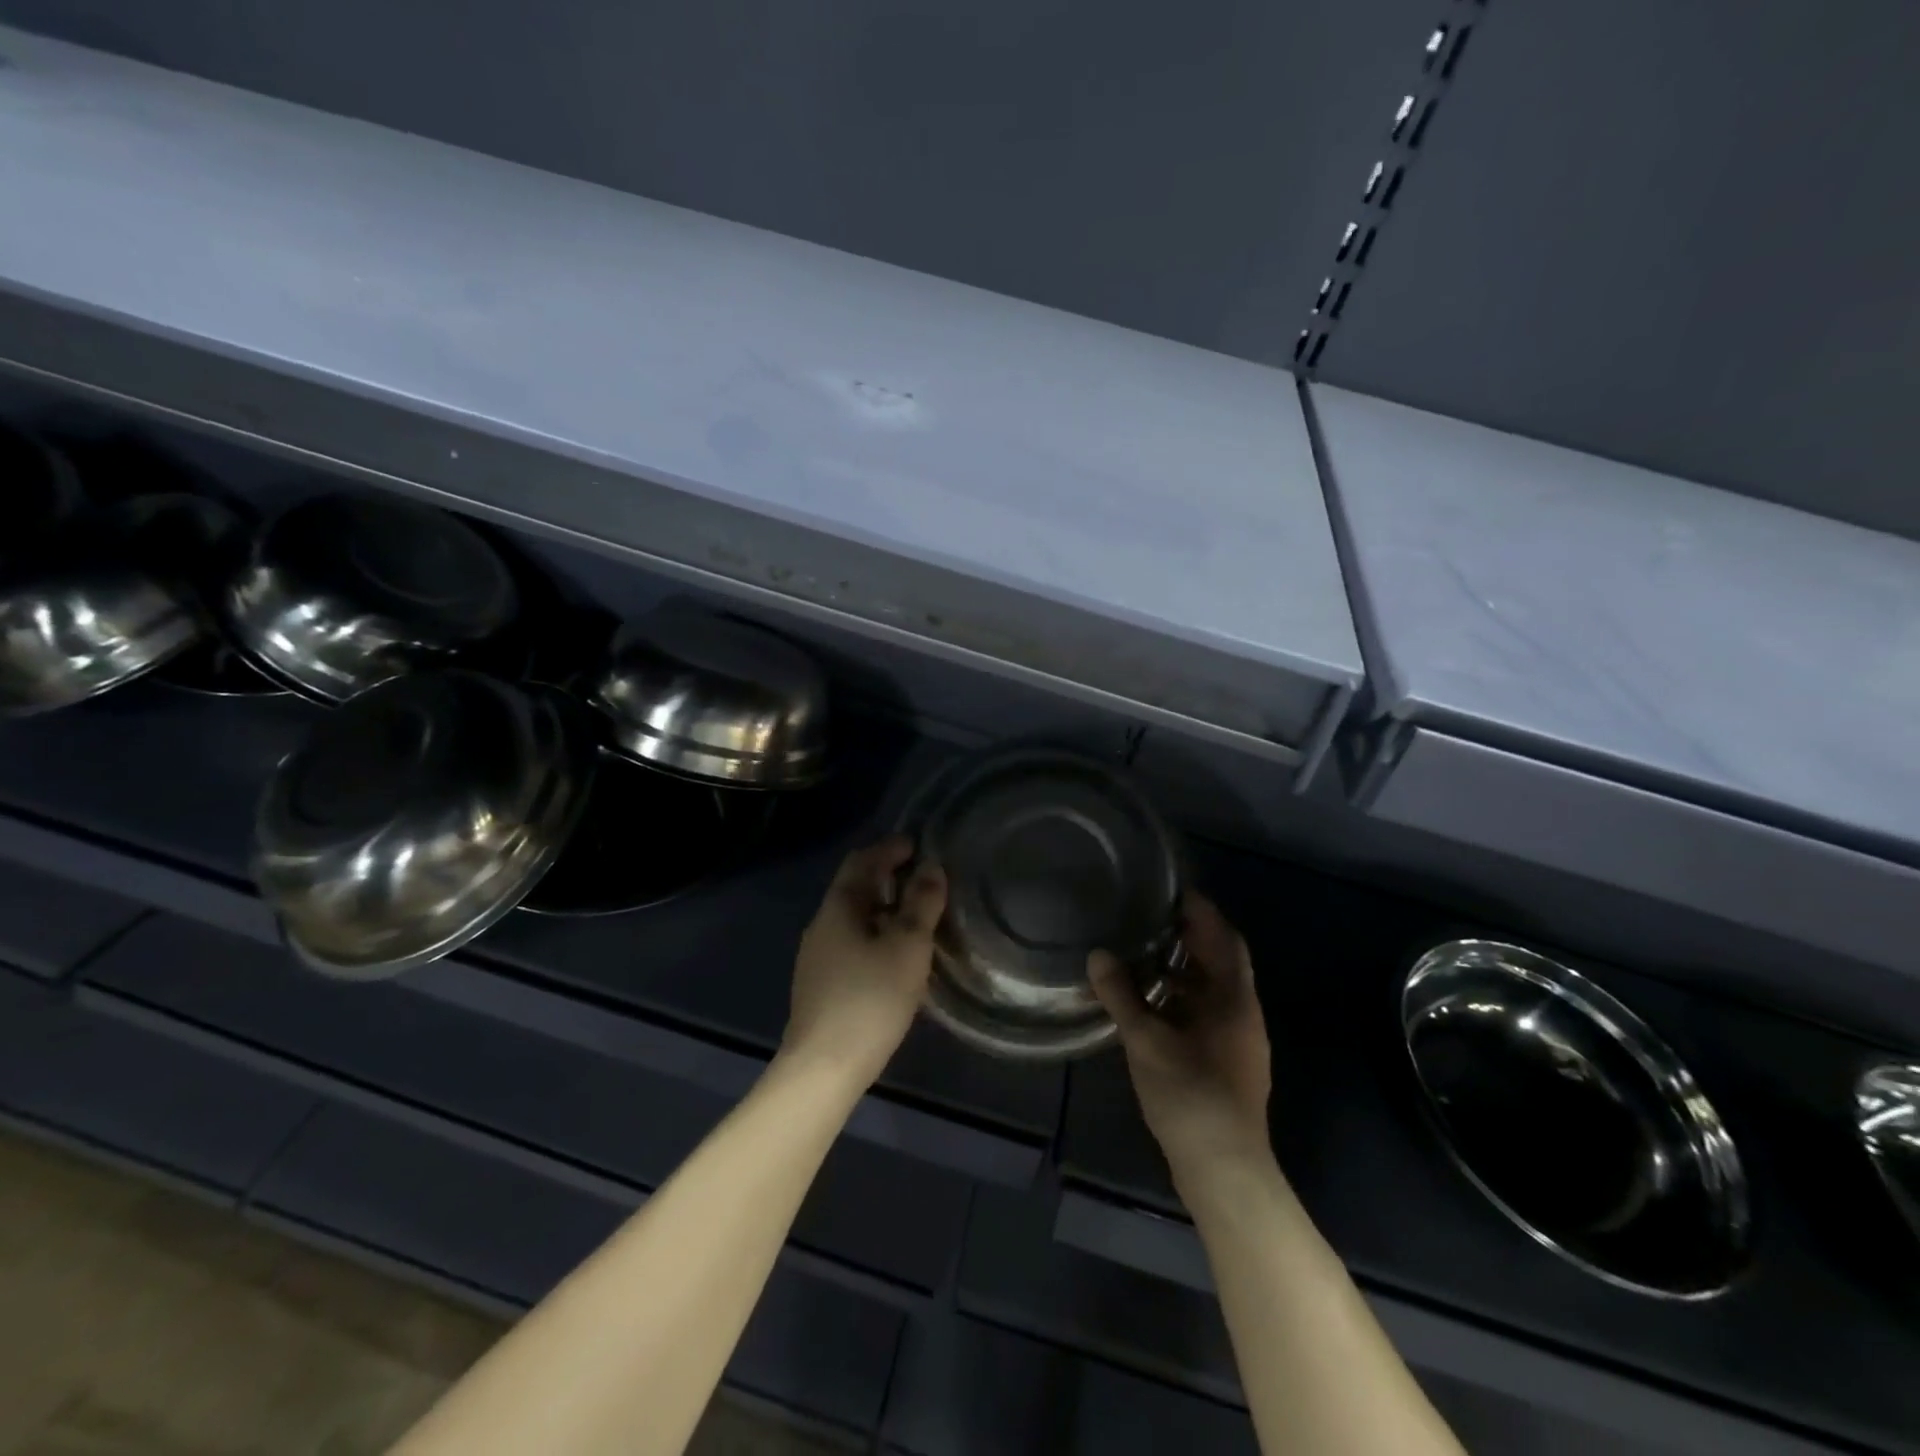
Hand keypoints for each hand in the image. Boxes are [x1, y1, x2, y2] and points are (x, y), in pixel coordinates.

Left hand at [781, 836, 946, 1088]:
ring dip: (883, 908)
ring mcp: (817, 957)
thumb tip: (931, 867)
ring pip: (854, 918)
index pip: (862, 861)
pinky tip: (895, 955)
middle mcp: (822, 925)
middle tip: (923, 878)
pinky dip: (876, 934)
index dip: (890, 848)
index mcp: (838, 907)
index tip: (918, 845)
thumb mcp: (907, 946)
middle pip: (855, 888)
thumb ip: (921, 903)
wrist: (823, 1067)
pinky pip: (851, 942)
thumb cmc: (870, 998)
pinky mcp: (821, 984)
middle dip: (888, 877)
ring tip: (916, 916)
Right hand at [1090, 892, 1271, 1178]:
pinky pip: (1205, 1013)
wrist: (1225, 1171)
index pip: (1225, 938)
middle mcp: (1243, 1014)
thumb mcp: (1147, 1041)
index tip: (1173, 890)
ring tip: (1143, 954)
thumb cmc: (1191, 1096)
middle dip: (1191, 937)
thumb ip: (1121, 996)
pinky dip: (1181, 999)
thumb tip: (1098, 955)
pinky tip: (1150, 1004)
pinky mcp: (1226, 1062)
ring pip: (1212, 990)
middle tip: (1151, 916)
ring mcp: (1238, 1041)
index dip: (1202, 911)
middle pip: (1221, 961)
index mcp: (1234, 1000)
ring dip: (1184, 969)